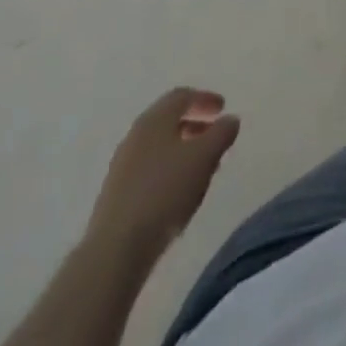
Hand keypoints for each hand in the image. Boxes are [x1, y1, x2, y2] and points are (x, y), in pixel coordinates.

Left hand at [88, 88, 240, 250]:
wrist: (115, 249)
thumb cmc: (164, 192)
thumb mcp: (204, 157)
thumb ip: (221, 133)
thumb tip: (230, 119)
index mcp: (155, 119)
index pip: (182, 96)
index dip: (204, 99)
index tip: (223, 107)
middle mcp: (136, 135)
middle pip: (168, 120)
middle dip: (194, 123)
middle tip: (214, 134)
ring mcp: (123, 165)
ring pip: (159, 146)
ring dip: (182, 148)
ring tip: (201, 166)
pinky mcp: (117, 194)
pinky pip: (149, 169)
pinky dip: (168, 169)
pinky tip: (179, 191)